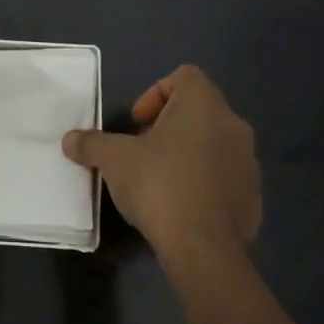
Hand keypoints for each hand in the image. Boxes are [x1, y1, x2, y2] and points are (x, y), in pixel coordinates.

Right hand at [63, 66, 260, 256]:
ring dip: (184, 155)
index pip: (184, 76)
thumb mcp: (113, 160)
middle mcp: (233, 126)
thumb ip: (91, 143)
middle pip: (197, 112)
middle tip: (139, 153)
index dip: (154, 94)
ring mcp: (248, 163)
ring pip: (211, 145)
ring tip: (157, 182)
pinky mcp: (252, 197)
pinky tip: (178, 207)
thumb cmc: (158, 185)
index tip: (135, 123)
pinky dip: (201, 184)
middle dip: (165, 128)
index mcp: (204, 106)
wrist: (203, 247)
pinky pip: (222, 178)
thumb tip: (70, 140)